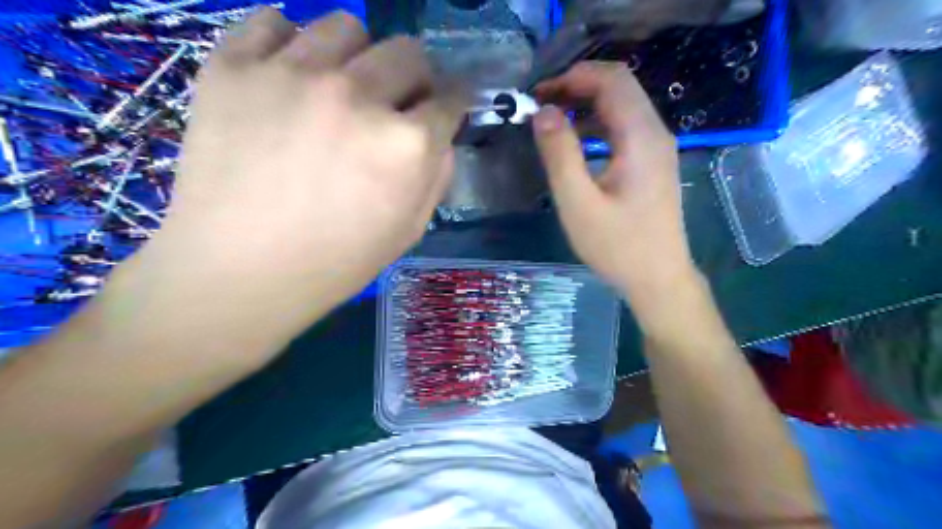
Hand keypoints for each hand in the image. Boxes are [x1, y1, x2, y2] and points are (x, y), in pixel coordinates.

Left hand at [120, 7, 462, 353]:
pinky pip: (273, 21)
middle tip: (395, 103)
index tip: (445, 106)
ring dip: (357, 57)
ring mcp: (292, 73)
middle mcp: (357, 95)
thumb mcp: (409, 230)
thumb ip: (438, 176)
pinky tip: (288, 78)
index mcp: (406, 144)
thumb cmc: (336, 262)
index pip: (451, 99)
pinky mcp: (233, 66)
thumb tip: (441, 136)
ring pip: (346, 27)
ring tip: (339, 89)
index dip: (454, 102)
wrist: (240, 272)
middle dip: (414, 77)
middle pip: (409, 52)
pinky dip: (289, 44)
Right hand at [528, 61, 696, 325]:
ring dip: (586, 104)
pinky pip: (625, 128)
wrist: (658, 279)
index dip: (572, 77)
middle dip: (578, 86)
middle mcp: (655, 133)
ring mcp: (658, 148)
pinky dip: (598, 124)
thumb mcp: (579, 204)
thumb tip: (544, 112)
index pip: (611, 81)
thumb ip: (560, 155)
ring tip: (552, 120)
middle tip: (540, 104)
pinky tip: (577, 142)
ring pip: (623, 106)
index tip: (538, 94)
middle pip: (619, 87)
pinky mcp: (653, 163)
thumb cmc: (618, 246)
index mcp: (640, 138)